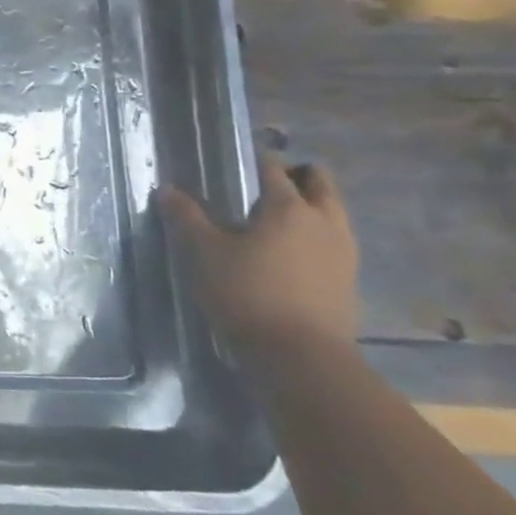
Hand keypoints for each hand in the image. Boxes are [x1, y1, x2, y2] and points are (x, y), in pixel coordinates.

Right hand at [158, 152, 359, 355]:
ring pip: (333, 212)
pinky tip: (291, 251)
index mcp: (288, 208)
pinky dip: (316, 235)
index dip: (256, 159)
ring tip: (276, 218)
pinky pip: (335, 241)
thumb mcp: (204, 253)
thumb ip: (187, 218)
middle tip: (266, 183)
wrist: (300, 355)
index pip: (273, 168)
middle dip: (297, 176)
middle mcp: (323, 222)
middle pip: (320, 183)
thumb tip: (167, 190)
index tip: (237, 159)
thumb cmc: (247, 293)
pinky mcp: (348, 280)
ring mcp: (343, 252)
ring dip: (312, 206)